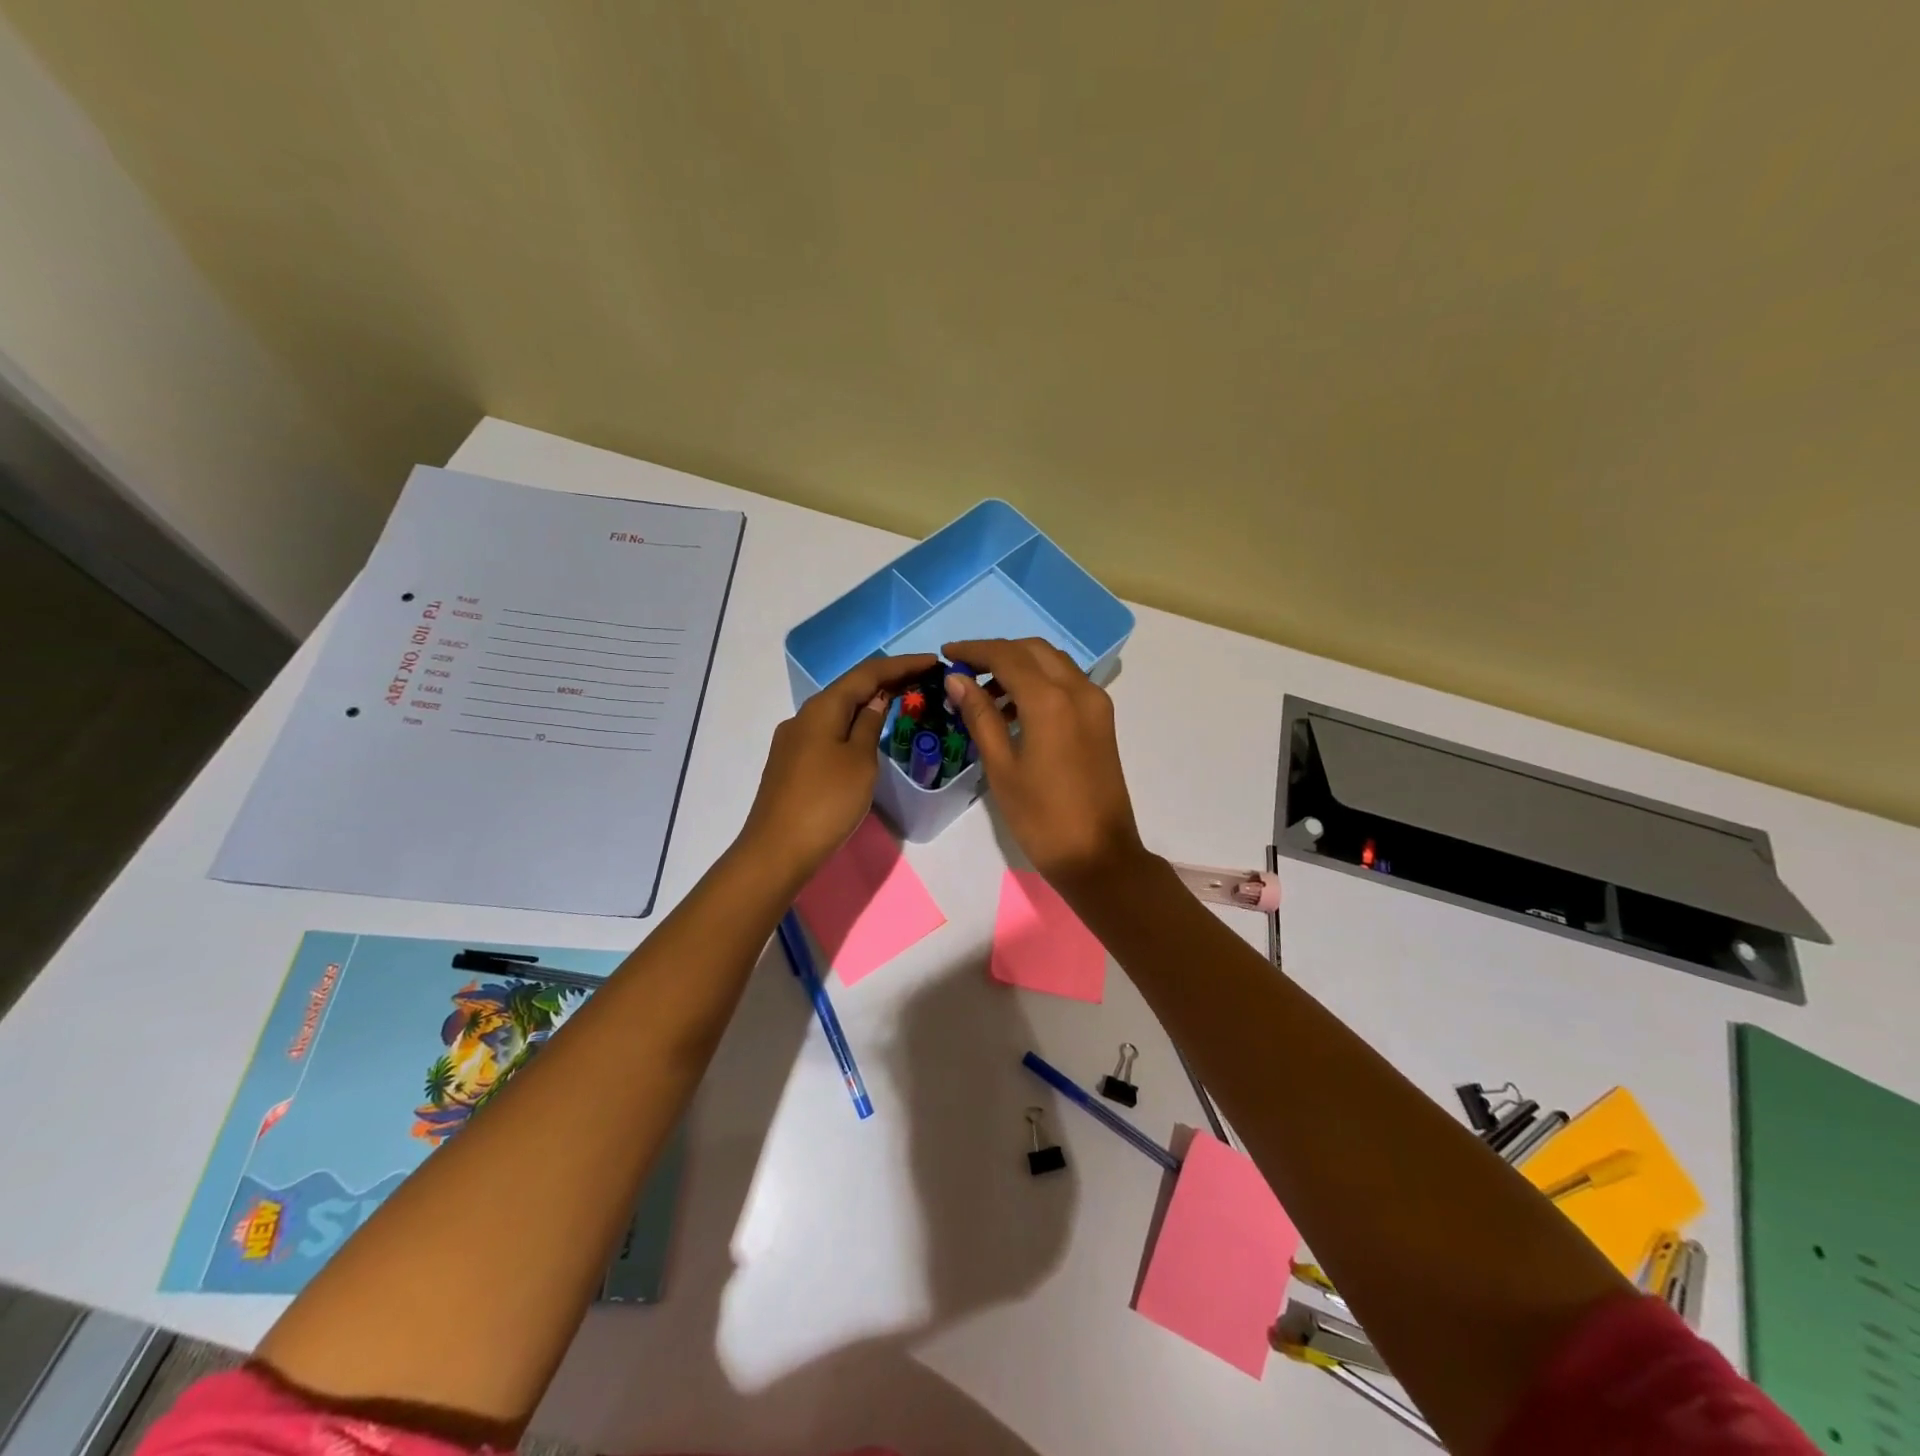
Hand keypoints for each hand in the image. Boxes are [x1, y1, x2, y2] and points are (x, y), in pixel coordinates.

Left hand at [739, 654, 937, 881]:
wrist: (778, 849)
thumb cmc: (827, 802)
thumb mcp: (860, 761)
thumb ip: (870, 725)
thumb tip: (877, 700)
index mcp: (822, 708)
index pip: (867, 673)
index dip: (902, 665)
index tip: (934, 662)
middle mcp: (804, 716)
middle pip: (850, 688)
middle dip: (886, 681)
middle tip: (923, 680)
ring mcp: (794, 740)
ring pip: (838, 710)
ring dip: (869, 703)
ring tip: (900, 702)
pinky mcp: (792, 763)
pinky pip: (829, 731)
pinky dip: (853, 724)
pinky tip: (866, 734)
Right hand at [942, 637, 1145, 884]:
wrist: (1098, 856)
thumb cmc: (1041, 818)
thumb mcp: (1002, 767)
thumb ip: (980, 716)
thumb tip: (956, 680)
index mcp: (1050, 701)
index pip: (1006, 656)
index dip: (973, 651)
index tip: (946, 655)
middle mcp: (1078, 690)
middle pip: (1033, 650)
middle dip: (997, 653)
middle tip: (964, 672)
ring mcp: (1096, 704)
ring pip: (1054, 664)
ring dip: (1020, 666)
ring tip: (985, 694)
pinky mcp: (1102, 721)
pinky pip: (1068, 684)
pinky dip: (1040, 683)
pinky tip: (1015, 709)